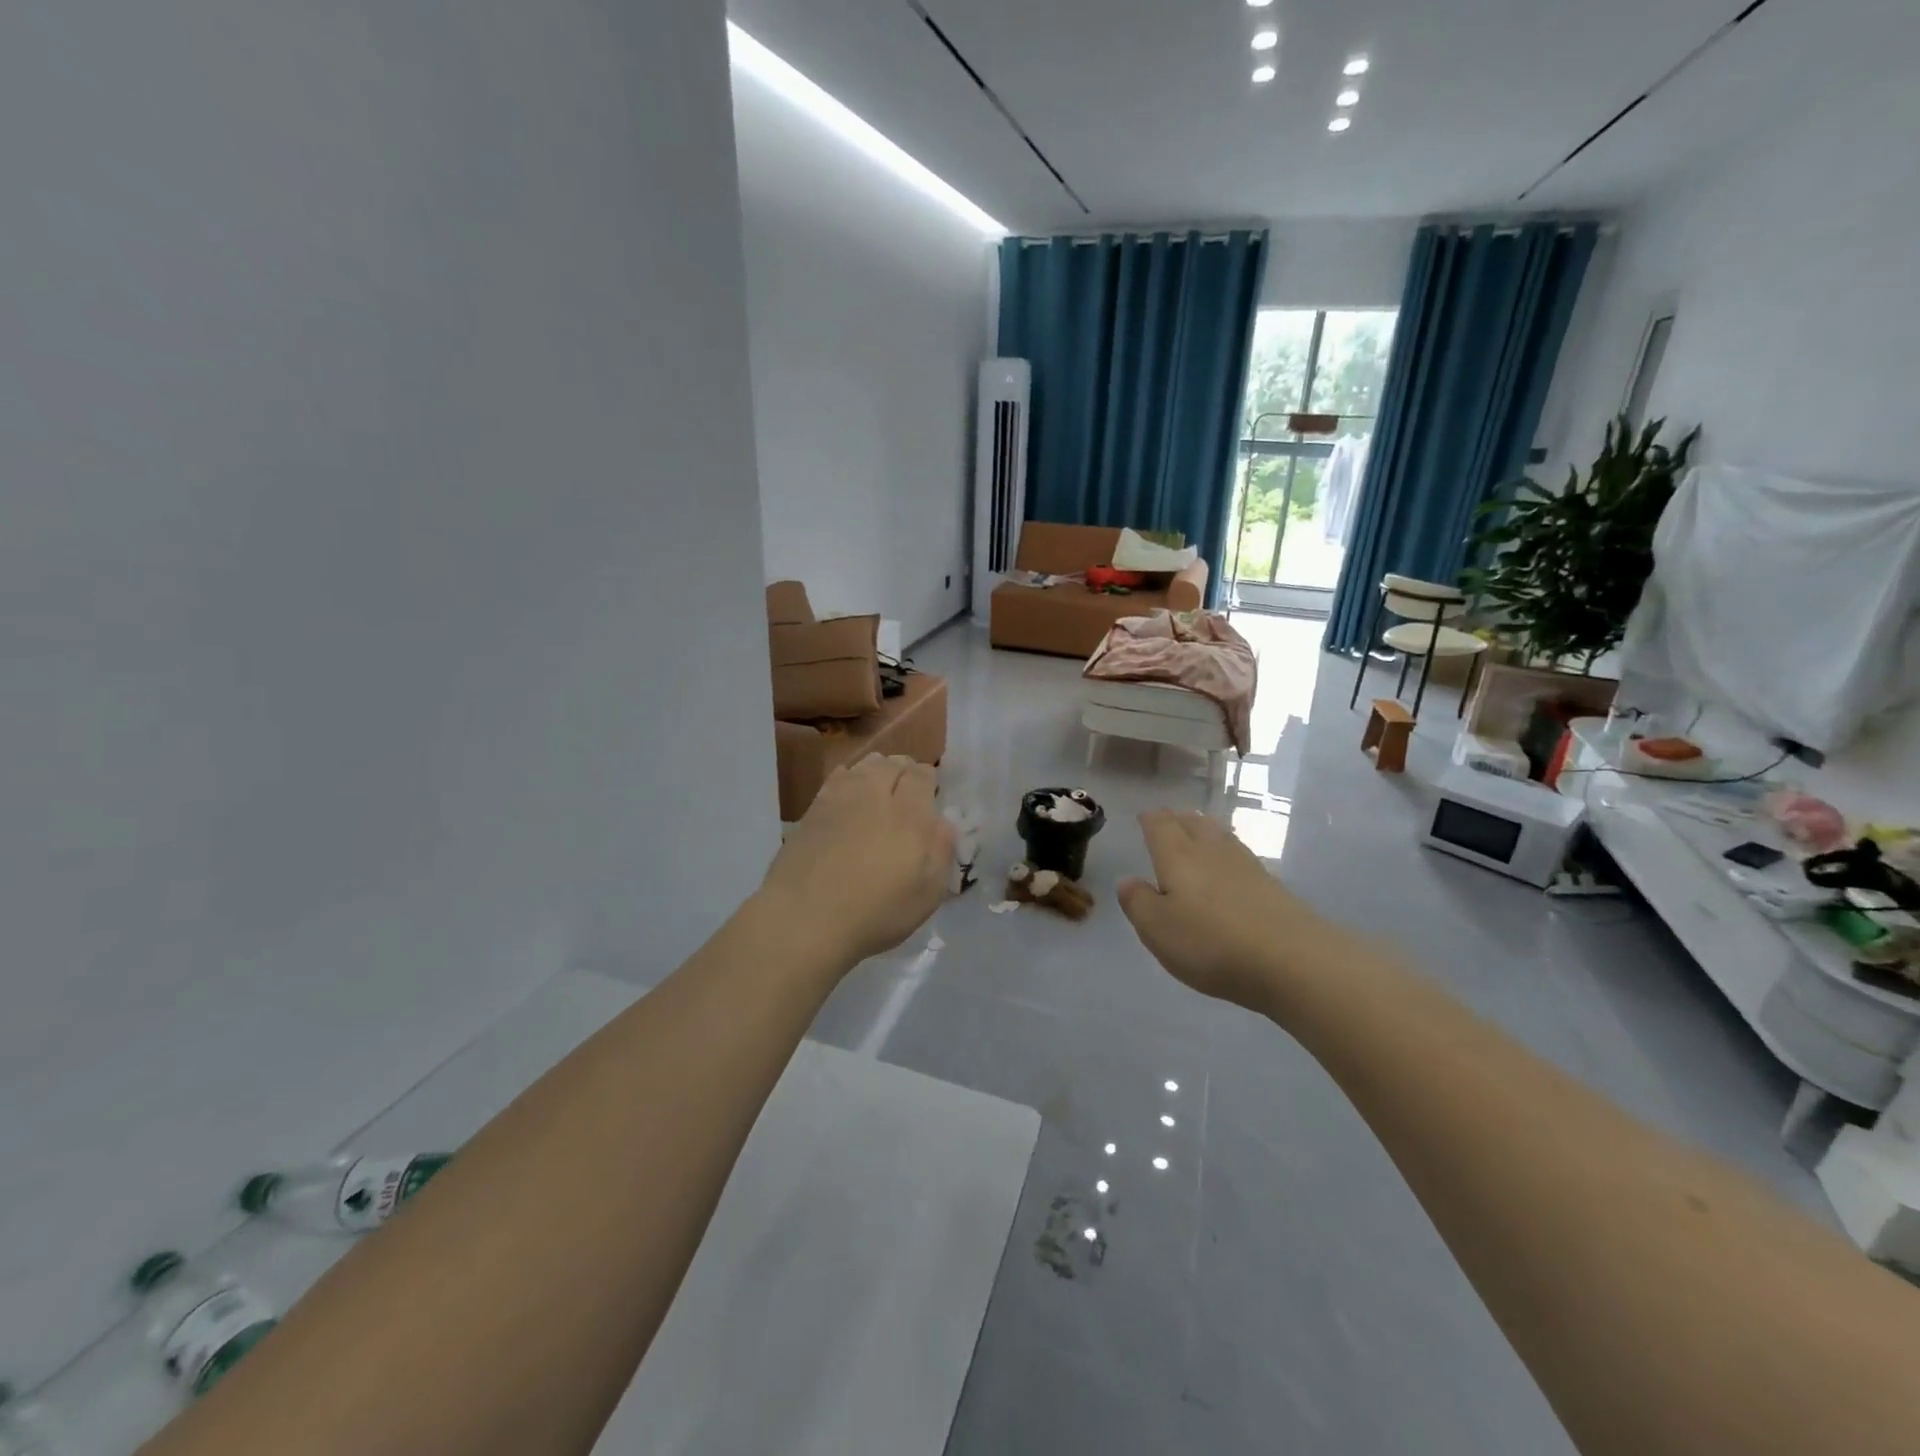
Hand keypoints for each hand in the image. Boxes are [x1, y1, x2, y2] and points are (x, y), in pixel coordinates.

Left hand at [757, 754, 954, 971]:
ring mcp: (839, 798)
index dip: (928, 779)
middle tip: (907, 789)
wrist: (804, 919)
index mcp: (909, 813)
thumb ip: (942, 851)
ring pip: (863, 765)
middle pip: (892, 763)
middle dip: (904, 769)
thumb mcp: (927, 893)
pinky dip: (848, 778)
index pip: (922, 774)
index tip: (930, 794)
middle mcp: (874, 794)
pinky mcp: (812, 809)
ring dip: (877, 770)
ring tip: (879, 787)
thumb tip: (943, 822)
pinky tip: (848, 793)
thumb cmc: (875, 912)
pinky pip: (836, 778)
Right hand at [1118, 810, 1340, 1010]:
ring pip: (1219, 836)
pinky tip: (1228, 866)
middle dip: (1177, 819)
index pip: (1160, 825)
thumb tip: (1128, 880)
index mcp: (1178, 856)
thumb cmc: (1211, 942)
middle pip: (1193, 823)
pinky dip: (1226, 853)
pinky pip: (1239, 856)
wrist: (1293, 960)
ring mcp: (1246, 866)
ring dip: (1204, 830)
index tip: (1144, 816)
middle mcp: (1211, 851)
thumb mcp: (1158, 929)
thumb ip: (1138, 902)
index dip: (1150, 819)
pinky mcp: (1271, 886)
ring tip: (1196, 833)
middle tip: (1168, 820)